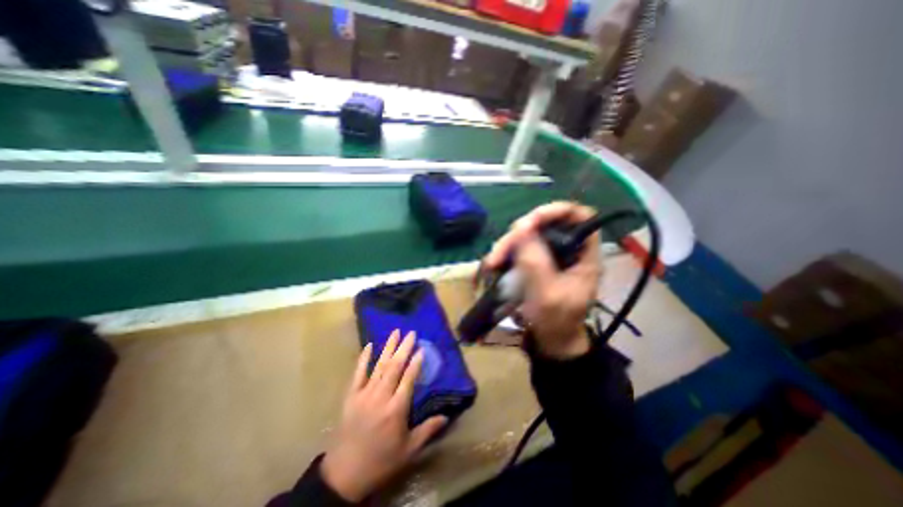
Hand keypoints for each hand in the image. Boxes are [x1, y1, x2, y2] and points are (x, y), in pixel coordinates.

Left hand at [322, 331, 448, 500]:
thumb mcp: (409, 450)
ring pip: (379, 365)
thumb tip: (446, 416)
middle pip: (394, 367)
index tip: (421, 348)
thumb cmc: (381, 461)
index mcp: (396, 409)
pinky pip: (358, 373)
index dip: (415, 362)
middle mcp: (381, 396)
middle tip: (411, 332)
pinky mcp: (351, 396)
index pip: (408, 378)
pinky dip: (364, 358)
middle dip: (404, 347)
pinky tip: (369, 345)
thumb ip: (428, 430)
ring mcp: (364, 394)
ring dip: (388, 347)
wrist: (344, 474)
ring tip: (396, 332)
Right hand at [482, 202, 600, 359]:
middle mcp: (566, 249)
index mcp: (583, 255)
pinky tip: (492, 266)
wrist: (550, 341)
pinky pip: (516, 250)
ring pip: (525, 236)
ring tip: (491, 264)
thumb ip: (536, 262)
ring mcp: (547, 256)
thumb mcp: (547, 294)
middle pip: (543, 225)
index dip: (557, 211)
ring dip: (506, 246)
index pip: (579, 216)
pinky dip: (503, 255)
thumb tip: (521, 228)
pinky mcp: (533, 263)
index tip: (530, 222)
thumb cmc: (556, 322)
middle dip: (518, 235)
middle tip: (499, 253)